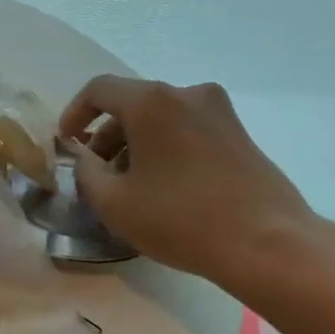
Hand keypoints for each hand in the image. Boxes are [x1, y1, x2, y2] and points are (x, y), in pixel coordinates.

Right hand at [58, 75, 332, 292]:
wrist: (268, 243)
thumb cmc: (181, 219)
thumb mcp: (113, 203)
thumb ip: (86, 174)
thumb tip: (86, 159)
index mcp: (152, 102)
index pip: (99, 90)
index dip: (75, 113)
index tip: (66, 142)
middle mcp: (187, 94)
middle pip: (133, 104)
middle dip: (107, 135)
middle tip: (96, 173)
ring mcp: (219, 112)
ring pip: (161, 118)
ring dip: (136, 144)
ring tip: (129, 186)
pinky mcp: (239, 134)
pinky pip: (187, 130)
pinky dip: (165, 148)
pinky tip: (164, 187)